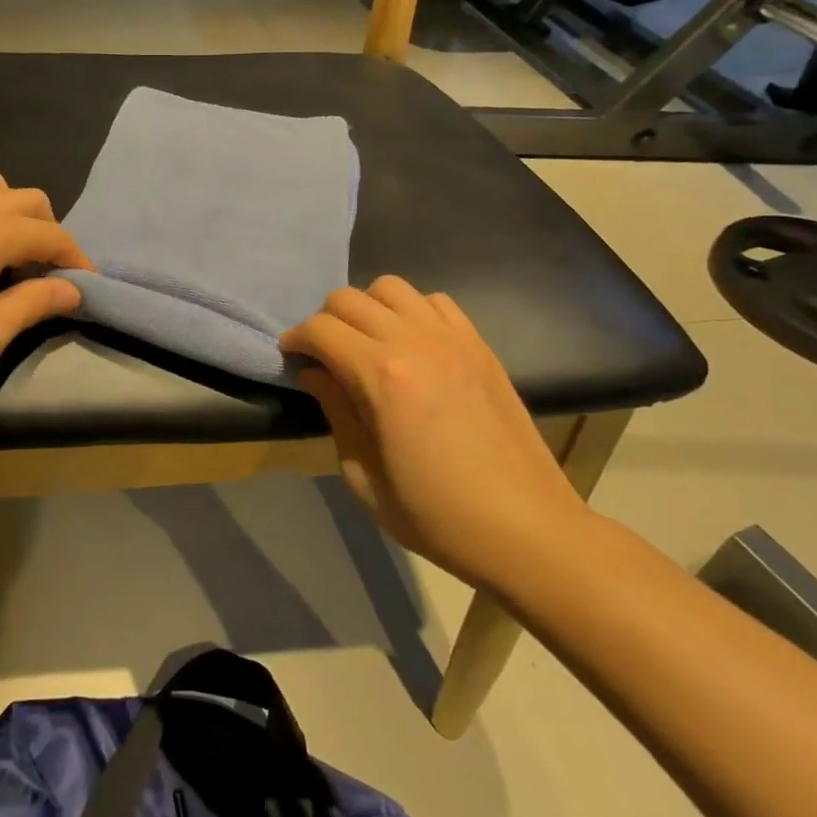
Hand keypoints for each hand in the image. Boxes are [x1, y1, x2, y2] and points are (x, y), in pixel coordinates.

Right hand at [280, 277, 586, 583]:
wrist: (526, 529)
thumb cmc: (435, 515)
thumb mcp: (364, 477)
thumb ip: (335, 412)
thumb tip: (314, 373)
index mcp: (381, 377)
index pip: (321, 329)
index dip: (296, 339)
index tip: (291, 357)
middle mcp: (414, 342)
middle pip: (350, 298)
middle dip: (325, 320)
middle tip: (324, 355)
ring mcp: (453, 338)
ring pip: (392, 287)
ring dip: (368, 307)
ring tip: (367, 342)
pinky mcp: (480, 345)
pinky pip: (435, 301)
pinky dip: (411, 311)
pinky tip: (412, 344)